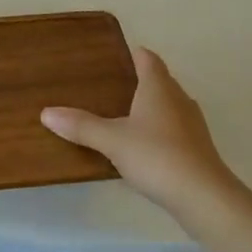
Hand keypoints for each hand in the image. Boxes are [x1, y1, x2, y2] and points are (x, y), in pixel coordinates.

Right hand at [41, 47, 240, 231]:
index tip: (115, 57)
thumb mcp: (112, 140)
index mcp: (159, 87)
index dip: (134, 54)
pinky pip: (175, 130)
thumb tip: (46, 112)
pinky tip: (144, 149)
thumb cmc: (157, 156)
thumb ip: (81, 126)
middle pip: (160, 81)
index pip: (148, 59)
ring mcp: (192, 125)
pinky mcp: (198, 150)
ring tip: (124, 118)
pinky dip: (160, 132)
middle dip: (140, 82)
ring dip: (151, 109)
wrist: (205, 197)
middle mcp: (179, 99)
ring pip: (169, 106)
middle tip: (111, 88)